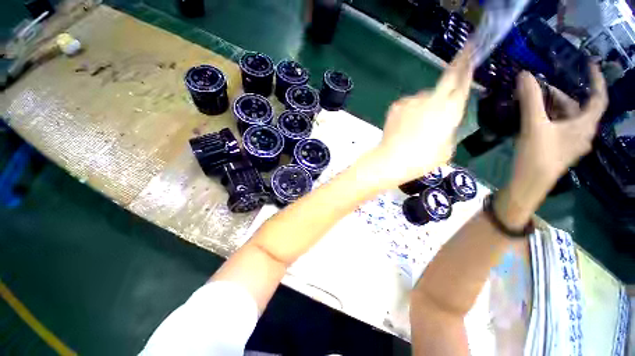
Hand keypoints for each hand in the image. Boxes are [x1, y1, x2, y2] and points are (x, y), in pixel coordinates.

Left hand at [374, 46, 473, 186]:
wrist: (391, 160)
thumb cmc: (422, 159)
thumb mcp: (446, 149)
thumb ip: (448, 130)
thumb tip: (442, 123)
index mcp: (451, 109)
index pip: (463, 82)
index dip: (468, 66)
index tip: (471, 52)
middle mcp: (433, 99)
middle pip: (448, 77)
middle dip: (458, 63)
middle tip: (463, 53)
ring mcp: (412, 100)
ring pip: (424, 97)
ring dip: (424, 105)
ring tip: (415, 126)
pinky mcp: (397, 105)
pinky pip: (408, 104)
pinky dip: (409, 111)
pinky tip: (403, 126)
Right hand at [501, 64, 606, 223]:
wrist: (530, 183)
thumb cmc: (537, 155)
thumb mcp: (533, 125)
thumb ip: (530, 100)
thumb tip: (525, 75)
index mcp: (585, 126)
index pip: (598, 98)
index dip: (596, 80)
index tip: (589, 65)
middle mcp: (583, 133)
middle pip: (578, 108)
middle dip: (561, 96)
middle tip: (542, 88)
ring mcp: (572, 143)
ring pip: (568, 118)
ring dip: (554, 108)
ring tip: (535, 103)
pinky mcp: (561, 149)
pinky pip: (561, 128)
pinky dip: (551, 119)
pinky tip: (536, 119)